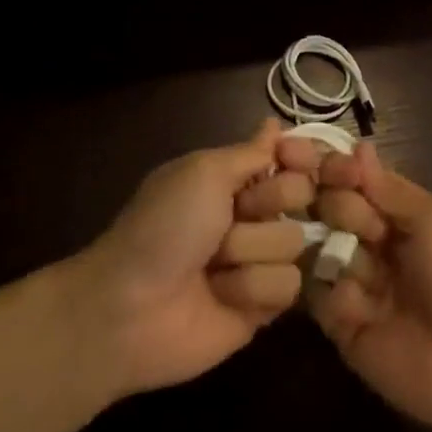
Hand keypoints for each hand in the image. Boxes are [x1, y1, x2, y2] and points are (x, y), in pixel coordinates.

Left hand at [75, 118, 319, 396]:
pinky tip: (221, 296)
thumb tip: (273, 124)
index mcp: (234, 179)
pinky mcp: (263, 307)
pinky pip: (288, 286)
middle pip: (301, 196)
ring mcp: (259, 260)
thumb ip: (250, 152)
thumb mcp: (203, 171)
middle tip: (231, 217)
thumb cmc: (164, 226)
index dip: (297, 158)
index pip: (292, 157)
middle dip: (266, 206)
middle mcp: (252, 215)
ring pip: (294, 243)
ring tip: (213, 266)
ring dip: (250, 252)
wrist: (130, 307)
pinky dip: (251, 288)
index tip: (289, 158)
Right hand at [304, 140, 431, 431]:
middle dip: (339, 207)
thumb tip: (358, 146)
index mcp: (402, 217)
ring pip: (322, 249)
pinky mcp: (341, 325)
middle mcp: (375, 244)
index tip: (329, 166)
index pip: (359, 182)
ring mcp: (356, 283)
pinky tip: (356, 302)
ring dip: (333, 248)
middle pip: (335, 210)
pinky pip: (319, 297)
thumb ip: (389, 189)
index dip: (341, 171)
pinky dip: (332, 294)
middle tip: (361, 225)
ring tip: (353, 262)